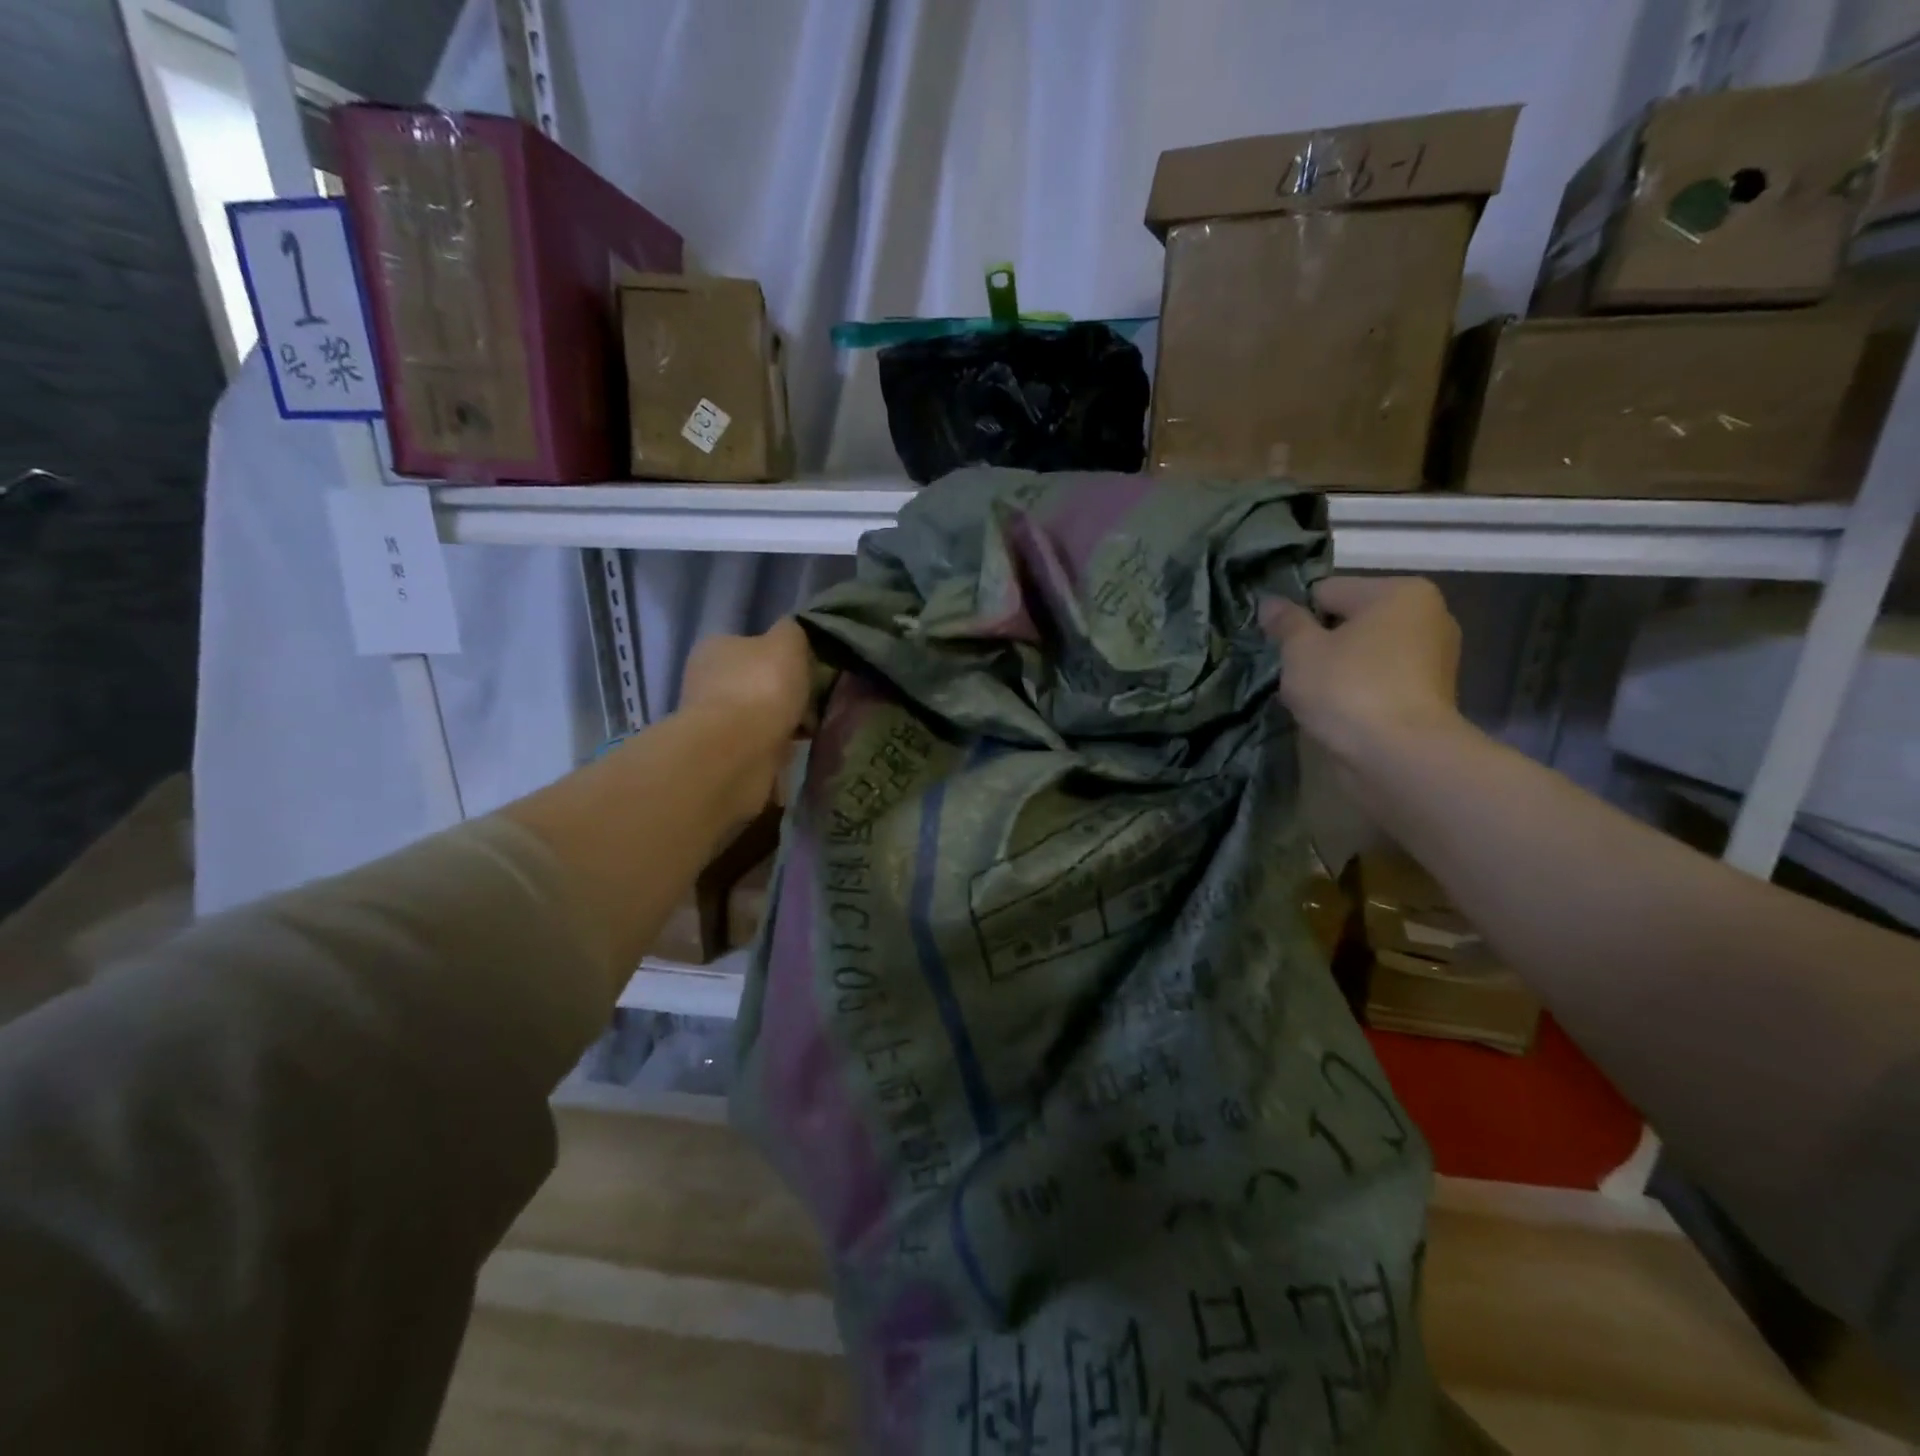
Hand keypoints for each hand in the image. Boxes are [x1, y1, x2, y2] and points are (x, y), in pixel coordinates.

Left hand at [678, 620, 814, 819]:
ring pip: (758, 715)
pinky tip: (795, 748)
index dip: (783, 657)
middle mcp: (706, 681)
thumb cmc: (762, 687)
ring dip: (783, 722)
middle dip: (784, 693)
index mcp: (715, 648)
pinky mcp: (722, 754)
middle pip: (755, 682)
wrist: (738, 751)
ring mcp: (712, 720)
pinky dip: (776, 745)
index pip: (752, 646)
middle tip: (815, 703)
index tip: (809, 672)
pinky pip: (759, 743)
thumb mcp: (788, 642)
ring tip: (810, 729)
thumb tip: (793, 632)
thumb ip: (792, 631)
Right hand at [1260, 577, 1462, 768]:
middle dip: (1320, 643)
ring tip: (1316, 698)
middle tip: (1296, 674)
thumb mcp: (1302, 650)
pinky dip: (1358, 690)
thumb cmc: (1348, 689)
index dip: (1297, 618)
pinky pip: (1380, 679)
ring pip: (1365, 653)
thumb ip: (1286, 622)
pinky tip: (1339, 713)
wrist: (1400, 756)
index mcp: (1398, 592)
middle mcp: (1427, 615)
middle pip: (1350, 621)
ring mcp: (1435, 657)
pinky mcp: (1432, 694)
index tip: (1281, 648)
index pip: (1327, 591)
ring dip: (1338, 669)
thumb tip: (1269, 602)